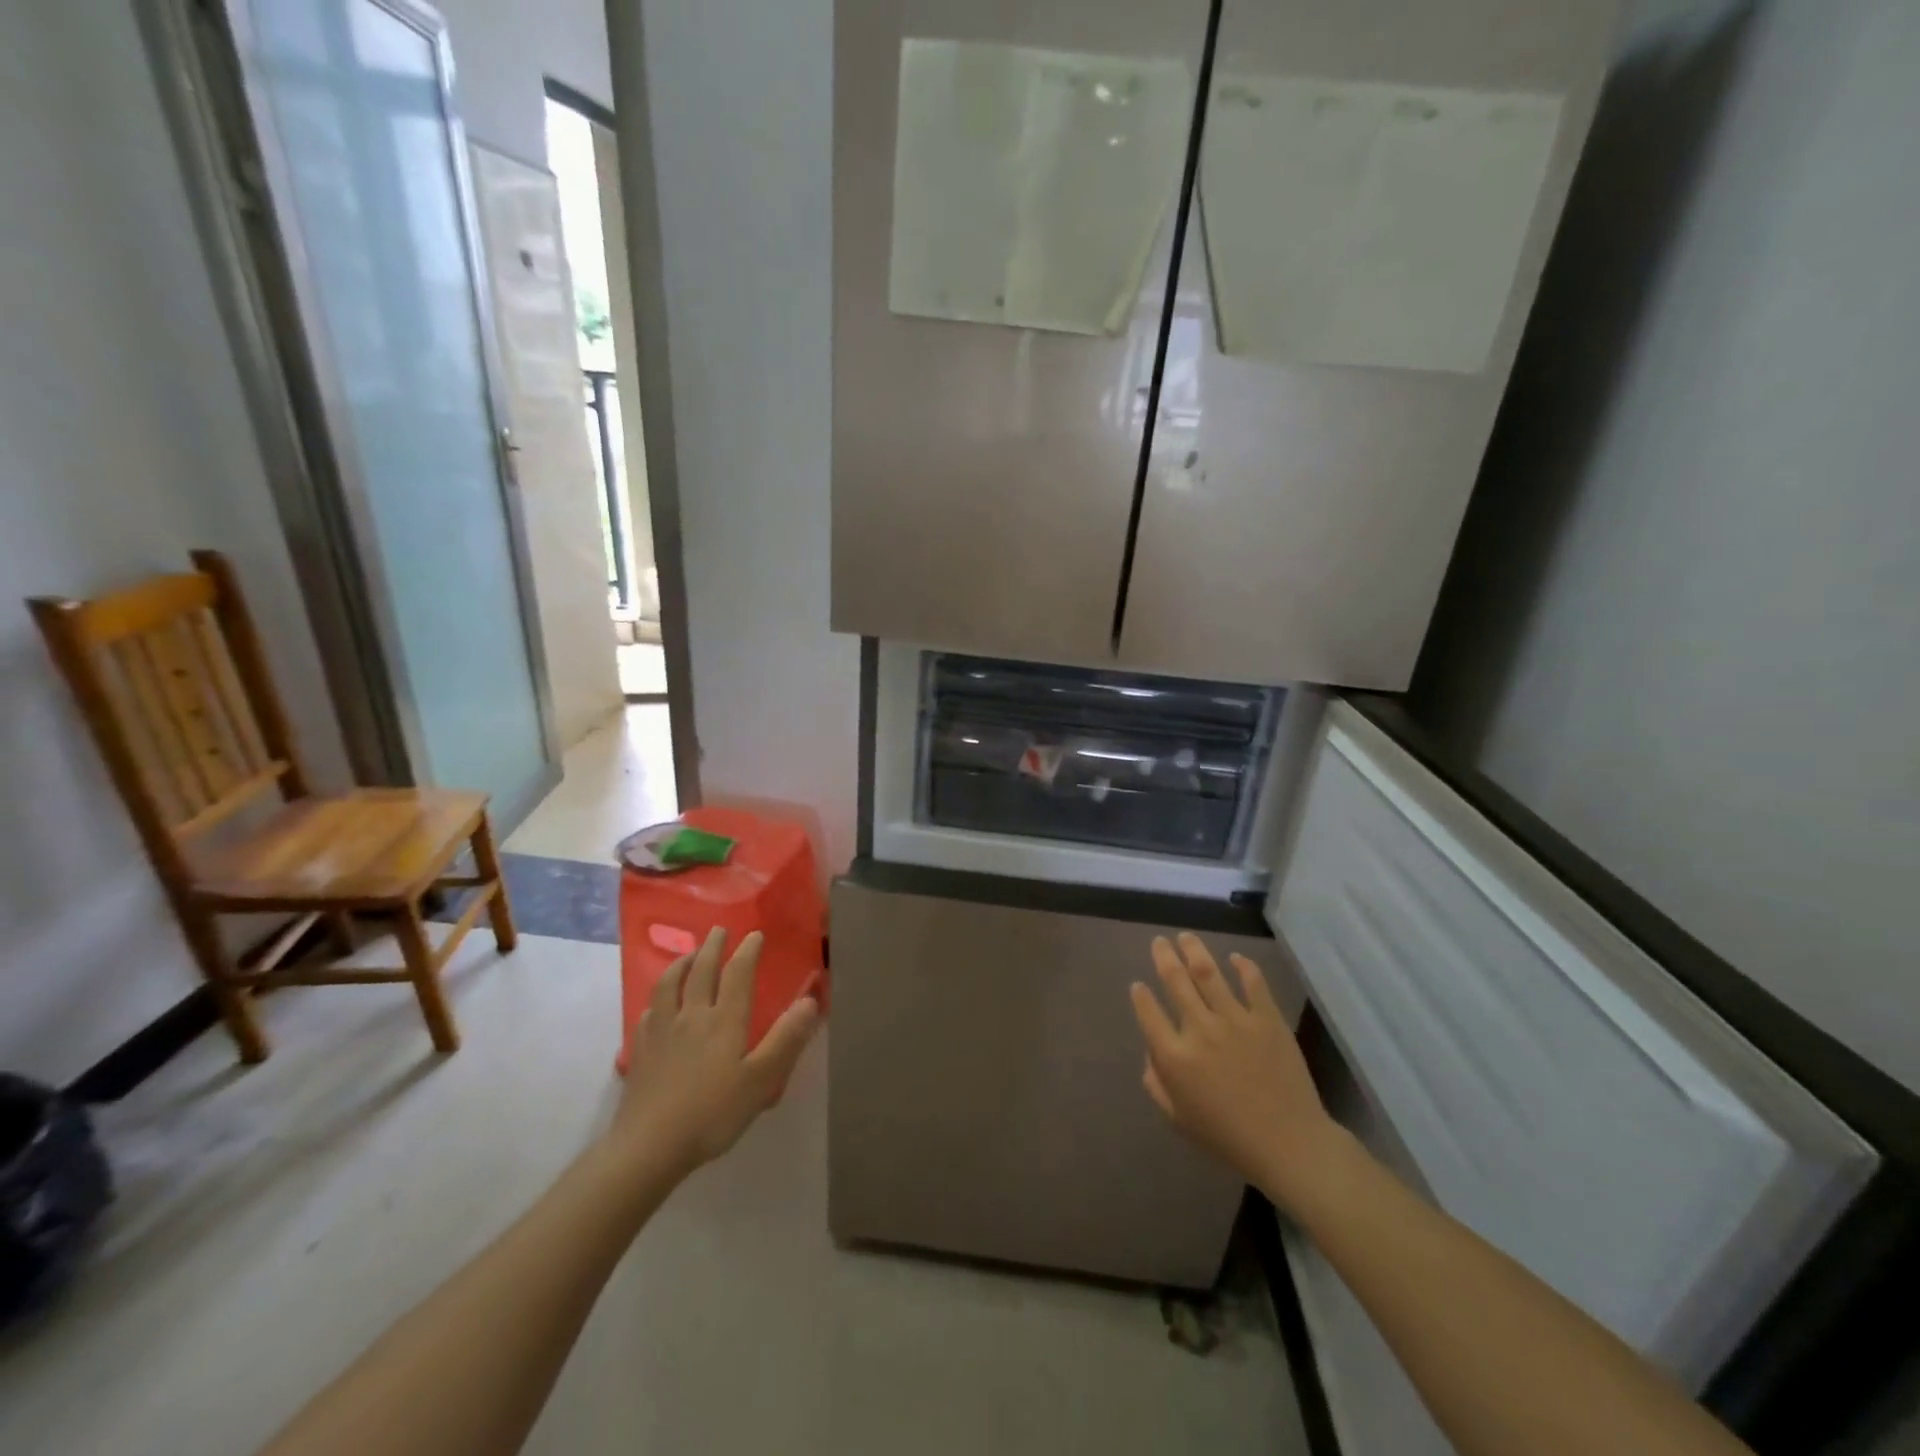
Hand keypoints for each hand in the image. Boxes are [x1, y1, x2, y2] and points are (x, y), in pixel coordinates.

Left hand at [612, 928, 819, 1177]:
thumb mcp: (761, 1080)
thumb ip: (786, 1039)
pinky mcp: (641, 1052)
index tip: (755, 934)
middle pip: (700, 970)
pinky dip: (658, 998)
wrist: (648, 1148)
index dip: (747, 951)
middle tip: (719, 930)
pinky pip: (648, 1012)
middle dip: (712, 947)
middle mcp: (691, 1016)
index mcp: (724, 1020)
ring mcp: (661, 1032)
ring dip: (681, 963)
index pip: (737, 973)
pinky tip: (658, 1004)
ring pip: (669, 985)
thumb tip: (810, 1000)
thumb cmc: (712, 1113)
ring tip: (688, 955)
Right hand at [1129, 933, 1343, 1205]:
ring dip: (1193, 950)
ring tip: (1185, 937)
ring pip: (1208, 972)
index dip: (1140, 995)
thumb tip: (1152, 1052)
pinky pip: (1253, 982)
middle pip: (1175, 981)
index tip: (1138, 985)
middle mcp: (1199, 1029)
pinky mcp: (1267, 1018)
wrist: (1289, 1144)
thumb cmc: (1228, 1137)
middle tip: (1159, 942)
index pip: (1148, 1012)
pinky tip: (1234, 958)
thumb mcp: (1178, 1118)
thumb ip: (1156, 1083)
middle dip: (1163, 957)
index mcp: (1174, 1056)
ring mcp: (1235, 1020)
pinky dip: (1242, 966)